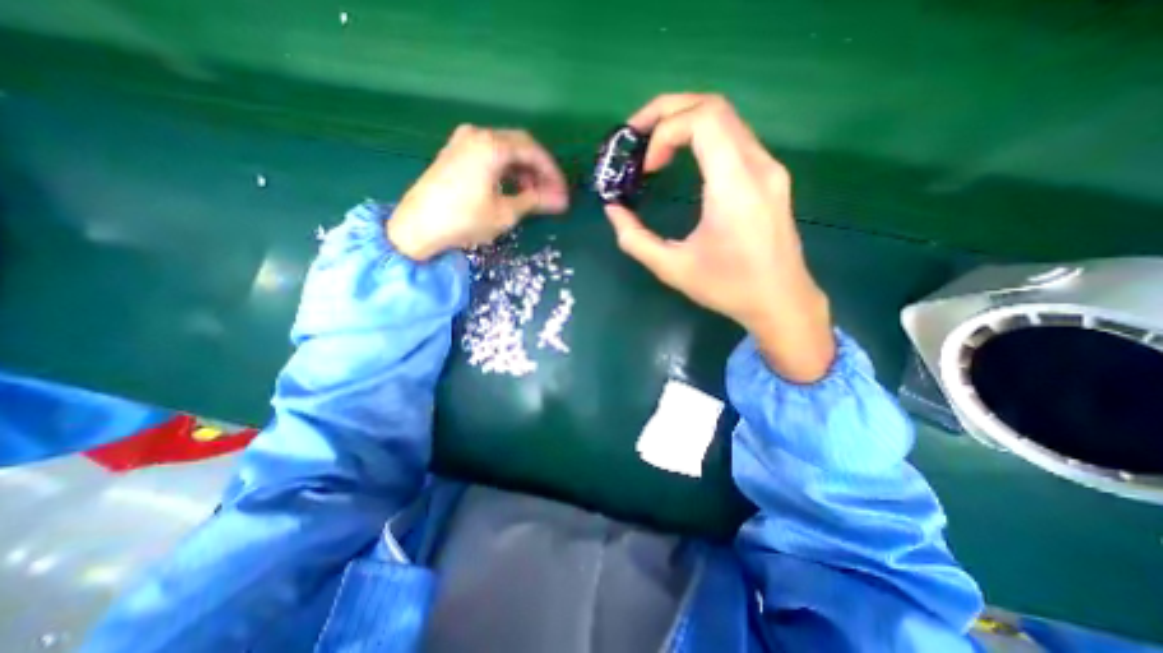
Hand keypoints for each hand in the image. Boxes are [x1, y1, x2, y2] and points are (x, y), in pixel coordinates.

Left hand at [388, 125, 569, 259]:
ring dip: (523, 171)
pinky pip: (490, 155)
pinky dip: (506, 170)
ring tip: (533, 196)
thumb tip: (561, 201)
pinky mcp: (455, 153)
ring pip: (505, 150)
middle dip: (539, 171)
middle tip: (551, 194)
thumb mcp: (505, 213)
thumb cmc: (464, 220)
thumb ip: (535, 201)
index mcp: (492, 145)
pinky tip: (511, 188)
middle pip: (520, 146)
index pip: (534, 151)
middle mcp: (477, 134)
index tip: (562, 193)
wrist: (417, 227)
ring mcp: (463, 141)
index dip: (552, 173)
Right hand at [609, 94, 835, 384]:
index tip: (646, 168)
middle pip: (713, 106)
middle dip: (667, 111)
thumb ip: (635, 239)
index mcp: (734, 186)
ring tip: (654, 146)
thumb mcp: (672, 268)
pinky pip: (733, 137)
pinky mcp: (770, 176)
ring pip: (725, 118)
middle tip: (635, 134)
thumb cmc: (727, 288)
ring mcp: (768, 168)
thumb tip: (613, 210)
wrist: (781, 301)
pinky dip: (701, 136)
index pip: (703, 119)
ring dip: (684, 121)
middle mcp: (757, 166)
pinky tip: (682, 158)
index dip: (664, 131)